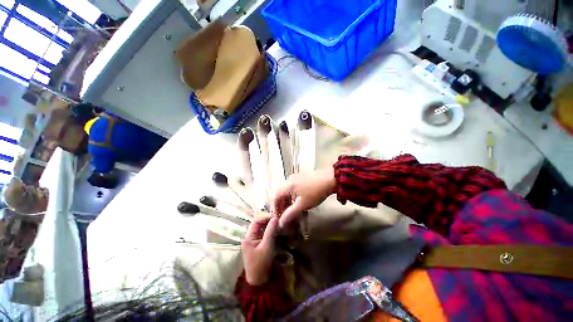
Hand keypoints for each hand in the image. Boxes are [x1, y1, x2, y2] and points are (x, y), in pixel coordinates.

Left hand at [242, 214, 278, 285]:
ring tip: (278, 224)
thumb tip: (275, 218)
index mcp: (248, 236)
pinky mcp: (257, 243)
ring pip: (261, 227)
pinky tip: (275, 230)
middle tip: (278, 220)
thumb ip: (270, 231)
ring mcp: (253, 240)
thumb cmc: (261, 264)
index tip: (276, 217)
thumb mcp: (267, 246)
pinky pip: (262, 233)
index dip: (266, 217)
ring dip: (269, 225)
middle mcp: (249, 236)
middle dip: (268, 220)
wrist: (258, 281)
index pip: (256, 220)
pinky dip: (268, 230)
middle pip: (258, 223)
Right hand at [272, 167, 335, 227]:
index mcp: (286, 185)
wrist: (330, 178)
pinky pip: (293, 190)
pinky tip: (298, 204)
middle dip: (281, 207)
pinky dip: (293, 198)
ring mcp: (295, 179)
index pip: (275, 197)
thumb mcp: (303, 204)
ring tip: (292, 212)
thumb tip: (281, 223)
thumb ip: (290, 214)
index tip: (278, 218)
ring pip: (287, 192)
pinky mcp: (301, 179)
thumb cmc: (315, 192)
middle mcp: (289, 180)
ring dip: (287, 203)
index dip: (275, 209)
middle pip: (280, 195)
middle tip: (285, 217)